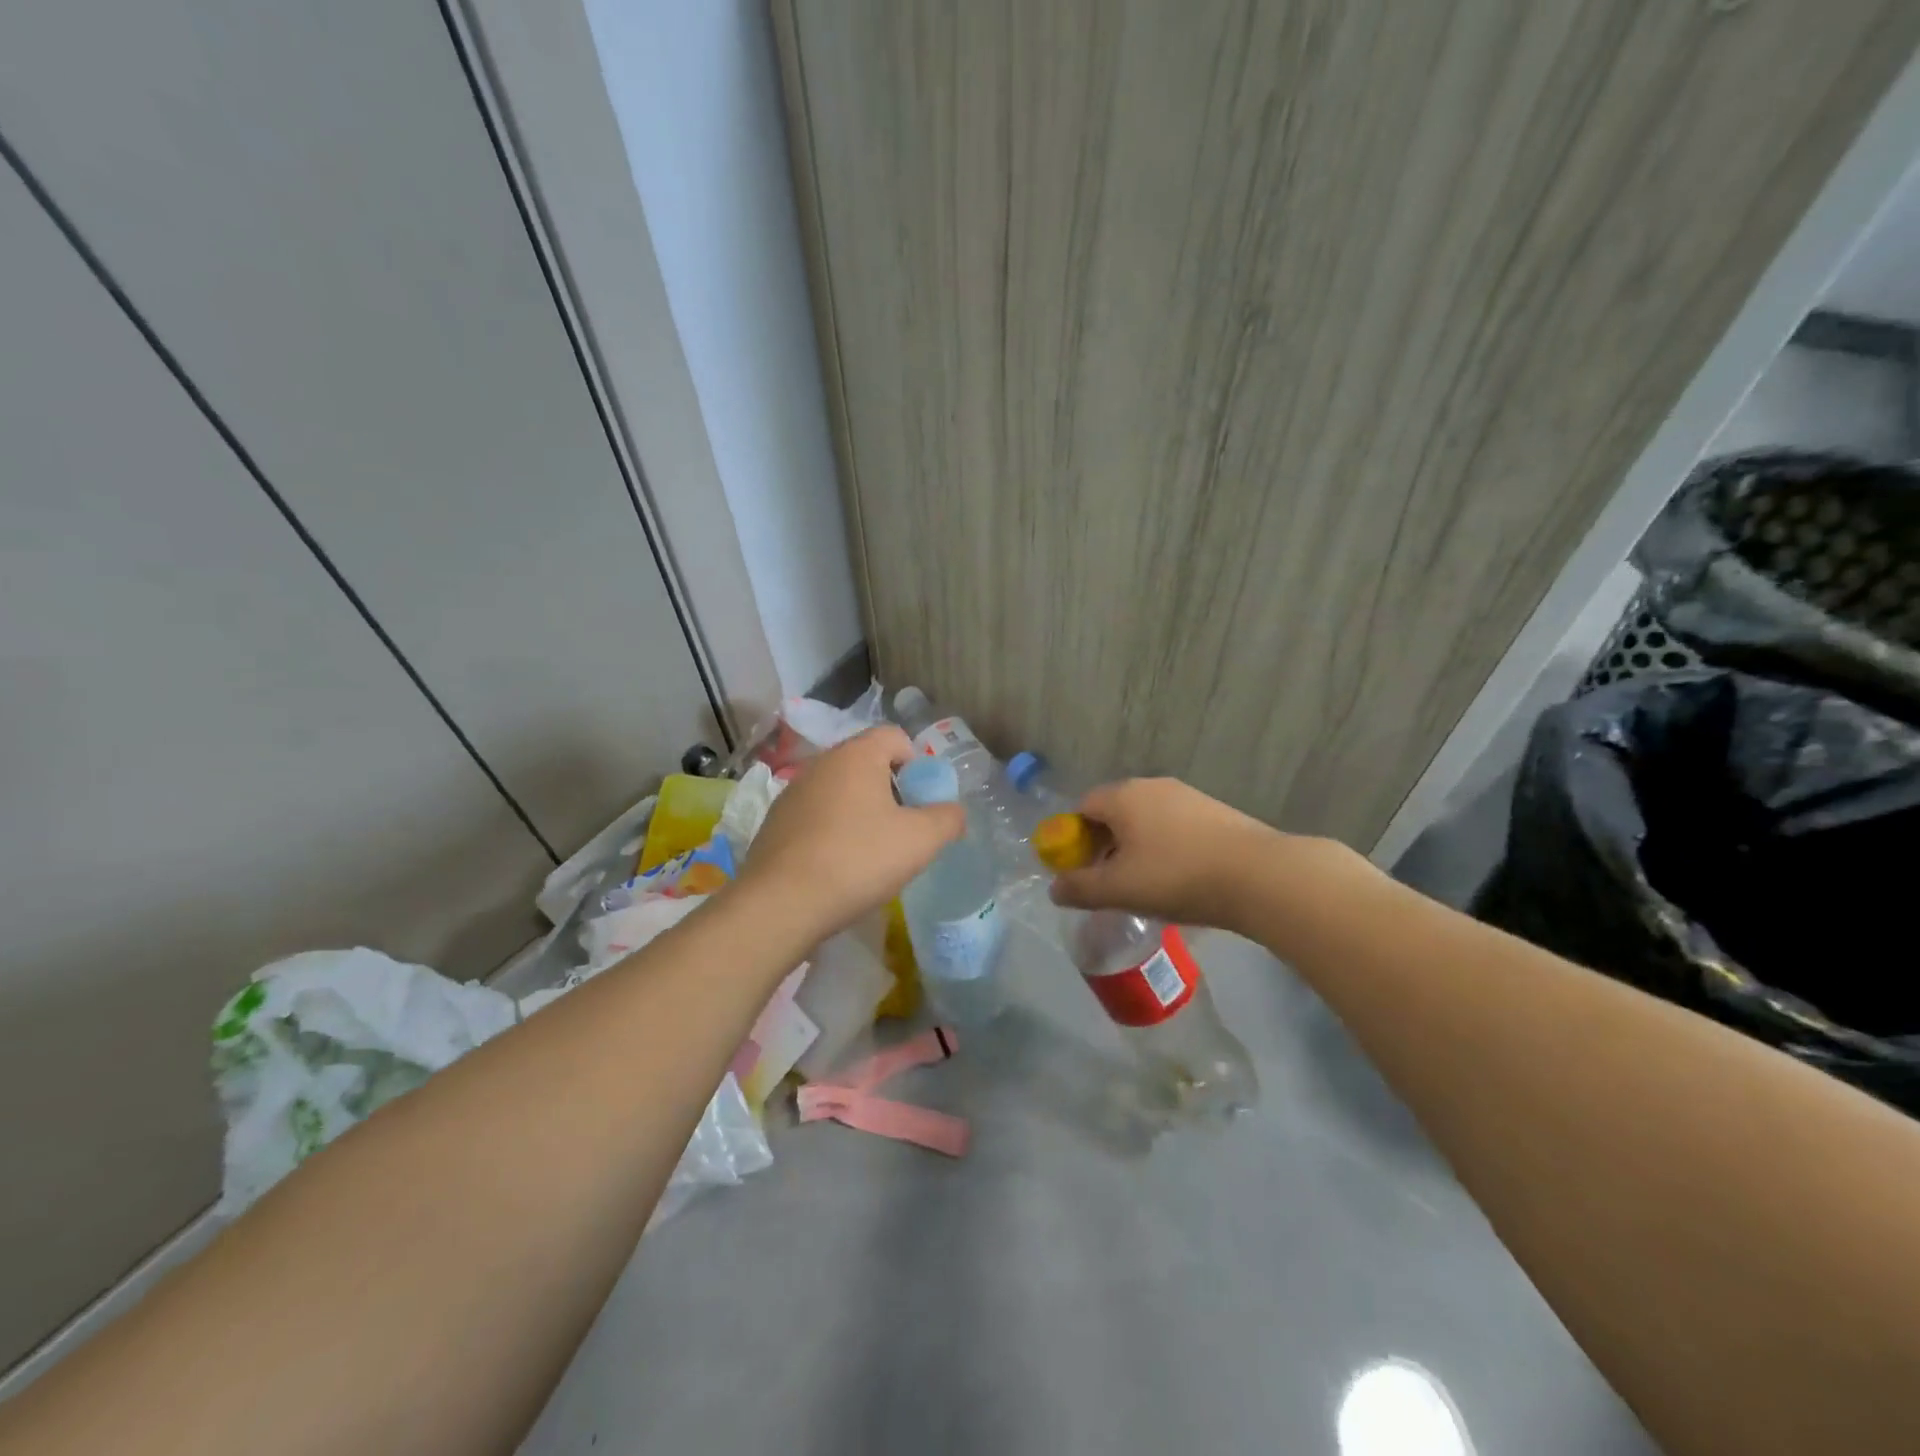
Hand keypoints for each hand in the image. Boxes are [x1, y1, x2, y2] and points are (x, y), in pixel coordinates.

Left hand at [738, 726, 964, 944]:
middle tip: (904, 829)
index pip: (895, 737)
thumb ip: (947, 818)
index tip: (923, 801)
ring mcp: (793, 792)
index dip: (917, 764)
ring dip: (861, 812)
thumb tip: (953, 812)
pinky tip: (838, 867)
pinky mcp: (775, 823)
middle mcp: (821, 763)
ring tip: (871, 853)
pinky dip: (833, 831)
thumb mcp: (921, 840)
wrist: (781, 903)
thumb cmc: (858, 860)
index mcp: (856, 755)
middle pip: (867, 764)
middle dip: (891, 791)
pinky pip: (816, 816)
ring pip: (840, 791)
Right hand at [1048, 777, 1288, 930]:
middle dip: (1104, 844)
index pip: (1083, 807)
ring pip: (1146, 819)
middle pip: (1114, 811)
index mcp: (1123, 796)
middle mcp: (1152, 786)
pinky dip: (1166, 847)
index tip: (1079, 870)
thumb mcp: (1119, 890)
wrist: (1259, 875)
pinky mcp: (1216, 811)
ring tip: (1145, 884)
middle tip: (1108, 880)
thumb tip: (1055, 889)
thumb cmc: (1176, 877)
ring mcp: (1188, 795)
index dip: (1073, 838)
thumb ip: (1080, 888)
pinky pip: (1174, 826)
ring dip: (1136, 846)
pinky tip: (1179, 877)